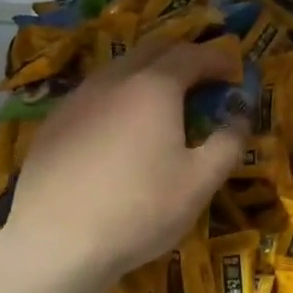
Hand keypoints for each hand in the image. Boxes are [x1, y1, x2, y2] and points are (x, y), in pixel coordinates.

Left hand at [4, 40, 244, 286]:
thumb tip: (239, 119)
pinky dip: (117, 99)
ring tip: (162, 103)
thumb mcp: (199, 183)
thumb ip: (227, 144)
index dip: (218, 58)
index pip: (192, 54)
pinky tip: (118, 131)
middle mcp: (113, 79)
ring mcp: (77, 99)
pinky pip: (94, 95)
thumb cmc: (138, 209)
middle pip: (152, 50)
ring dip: (147, 75)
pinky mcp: (53, 123)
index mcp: (154, 86)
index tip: (235, 71)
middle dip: (182, 57)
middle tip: (202, 79)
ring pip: (118, 70)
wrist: (55, 242)